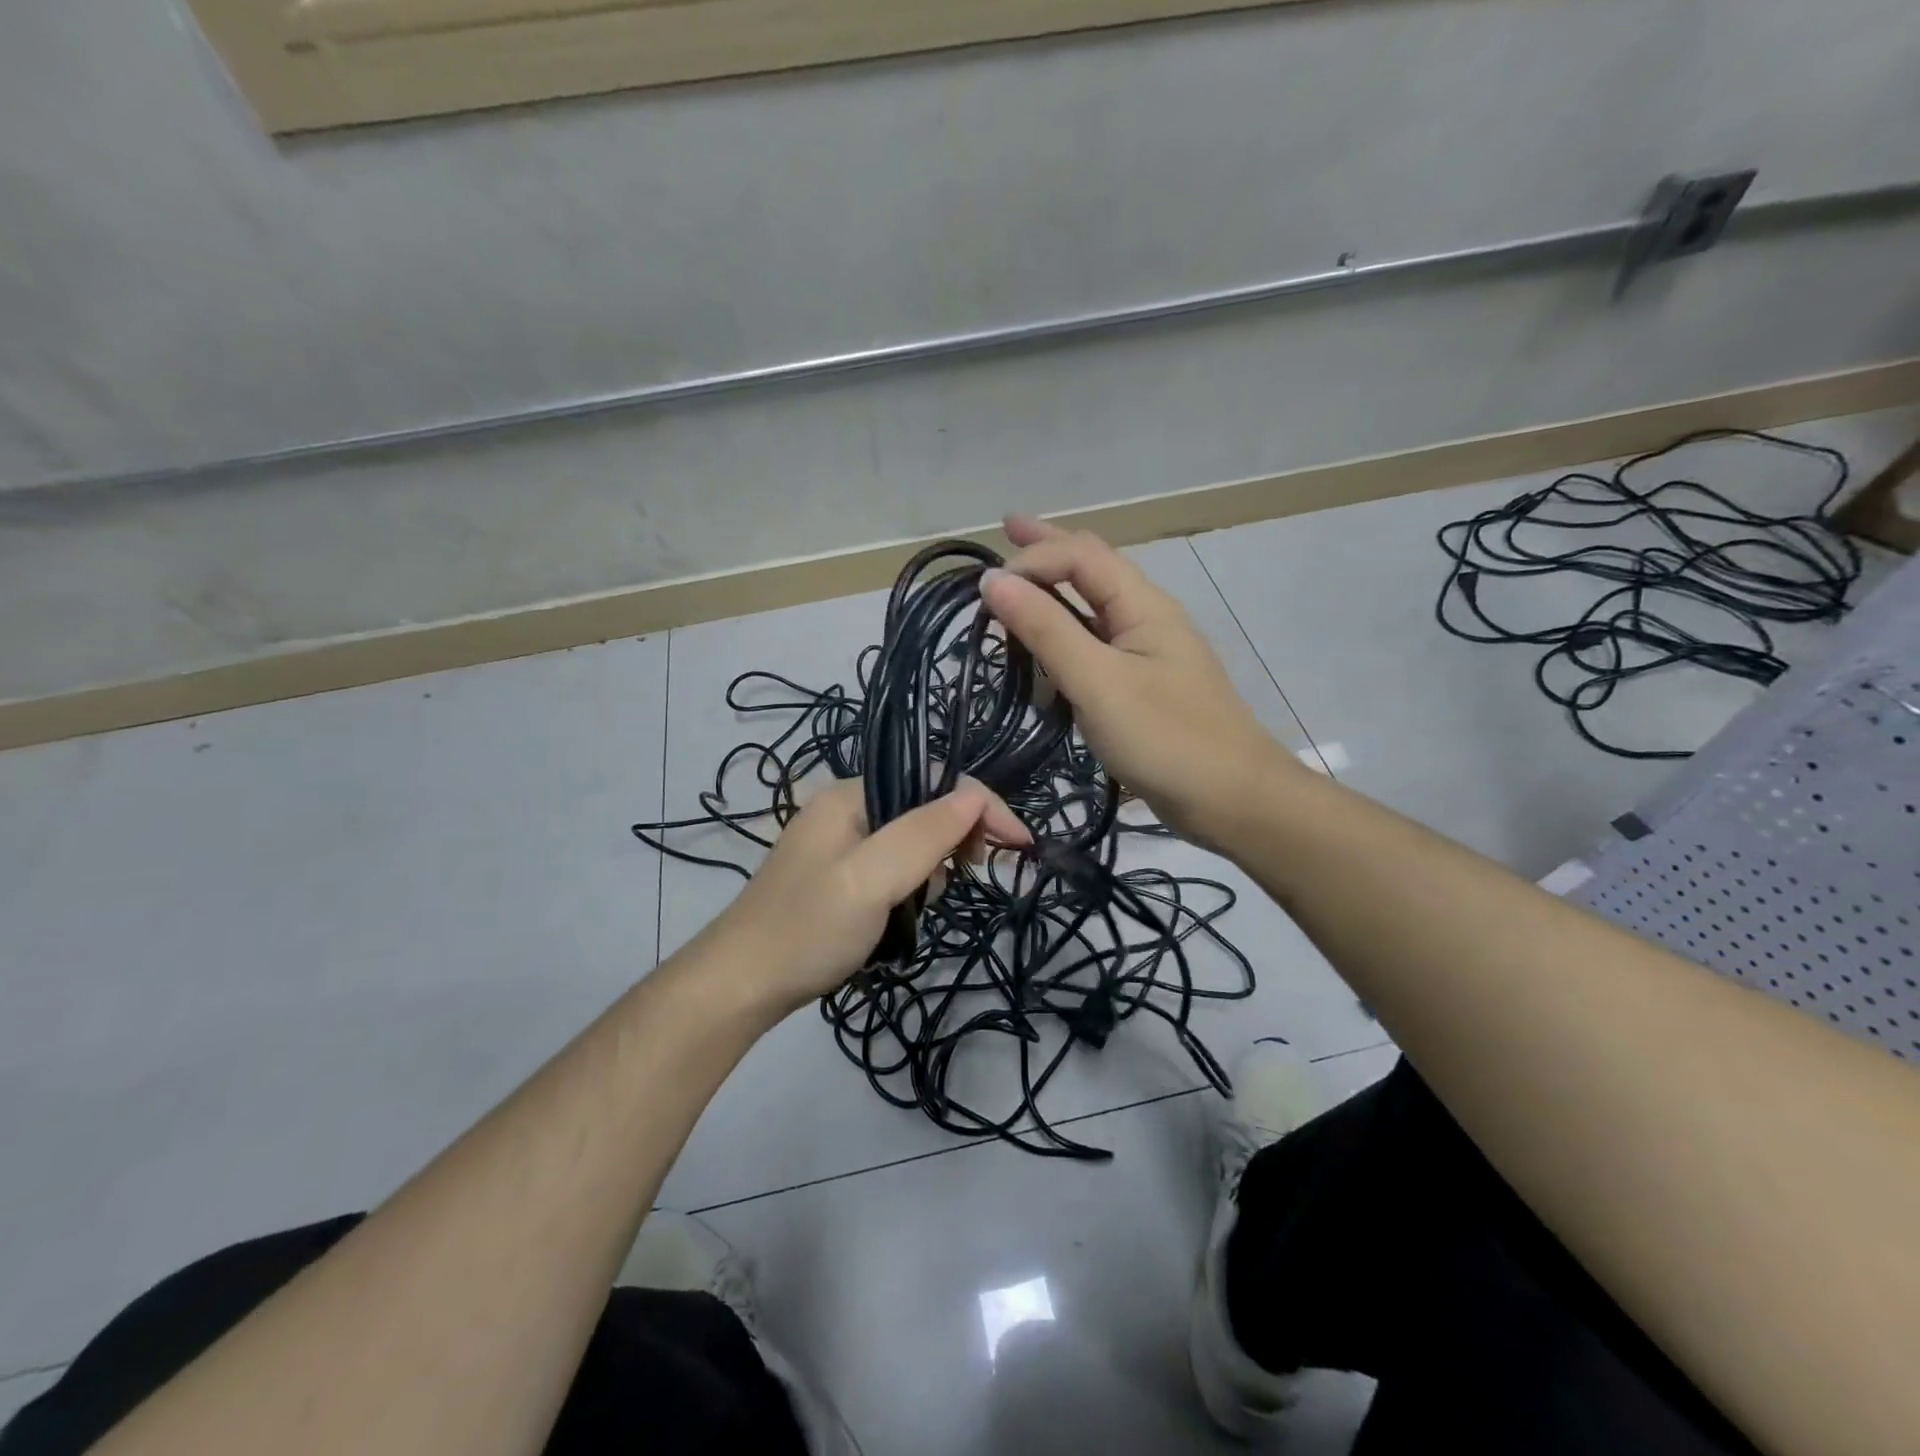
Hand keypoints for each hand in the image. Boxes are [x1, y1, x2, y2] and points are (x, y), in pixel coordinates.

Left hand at [704, 777, 1029, 1014]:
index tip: (1019, 846)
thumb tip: (976, 796)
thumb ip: (924, 834)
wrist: (741, 986)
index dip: (981, 806)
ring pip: (914, 843)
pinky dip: (909, 889)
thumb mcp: (871, 879)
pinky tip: (899, 918)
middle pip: (925, 807)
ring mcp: (842, 844)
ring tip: (914, 909)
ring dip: (930, 872)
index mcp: (851, 793)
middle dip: (954, 841)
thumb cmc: (808, 929)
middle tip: (968, 878)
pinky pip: (894, 869)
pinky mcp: (841, 877)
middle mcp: (848, 808)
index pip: (934, 779)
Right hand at [981, 515, 1294, 842]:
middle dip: (1048, 548)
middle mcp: (1145, 618)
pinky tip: (1046, 649)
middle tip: (1007, 529)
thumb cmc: (1166, 738)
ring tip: (1017, 585)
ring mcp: (1146, 654)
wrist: (1233, 800)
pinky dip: (1064, 637)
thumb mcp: (1099, 682)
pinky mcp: (1141, 688)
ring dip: (1054, 590)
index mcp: (1142, 605)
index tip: (984, 589)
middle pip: (1092, 568)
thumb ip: (1047, 629)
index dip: (1032, 558)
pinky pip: (1095, 648)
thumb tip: (994, 580)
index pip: (1080, 556)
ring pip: (1092, 608)